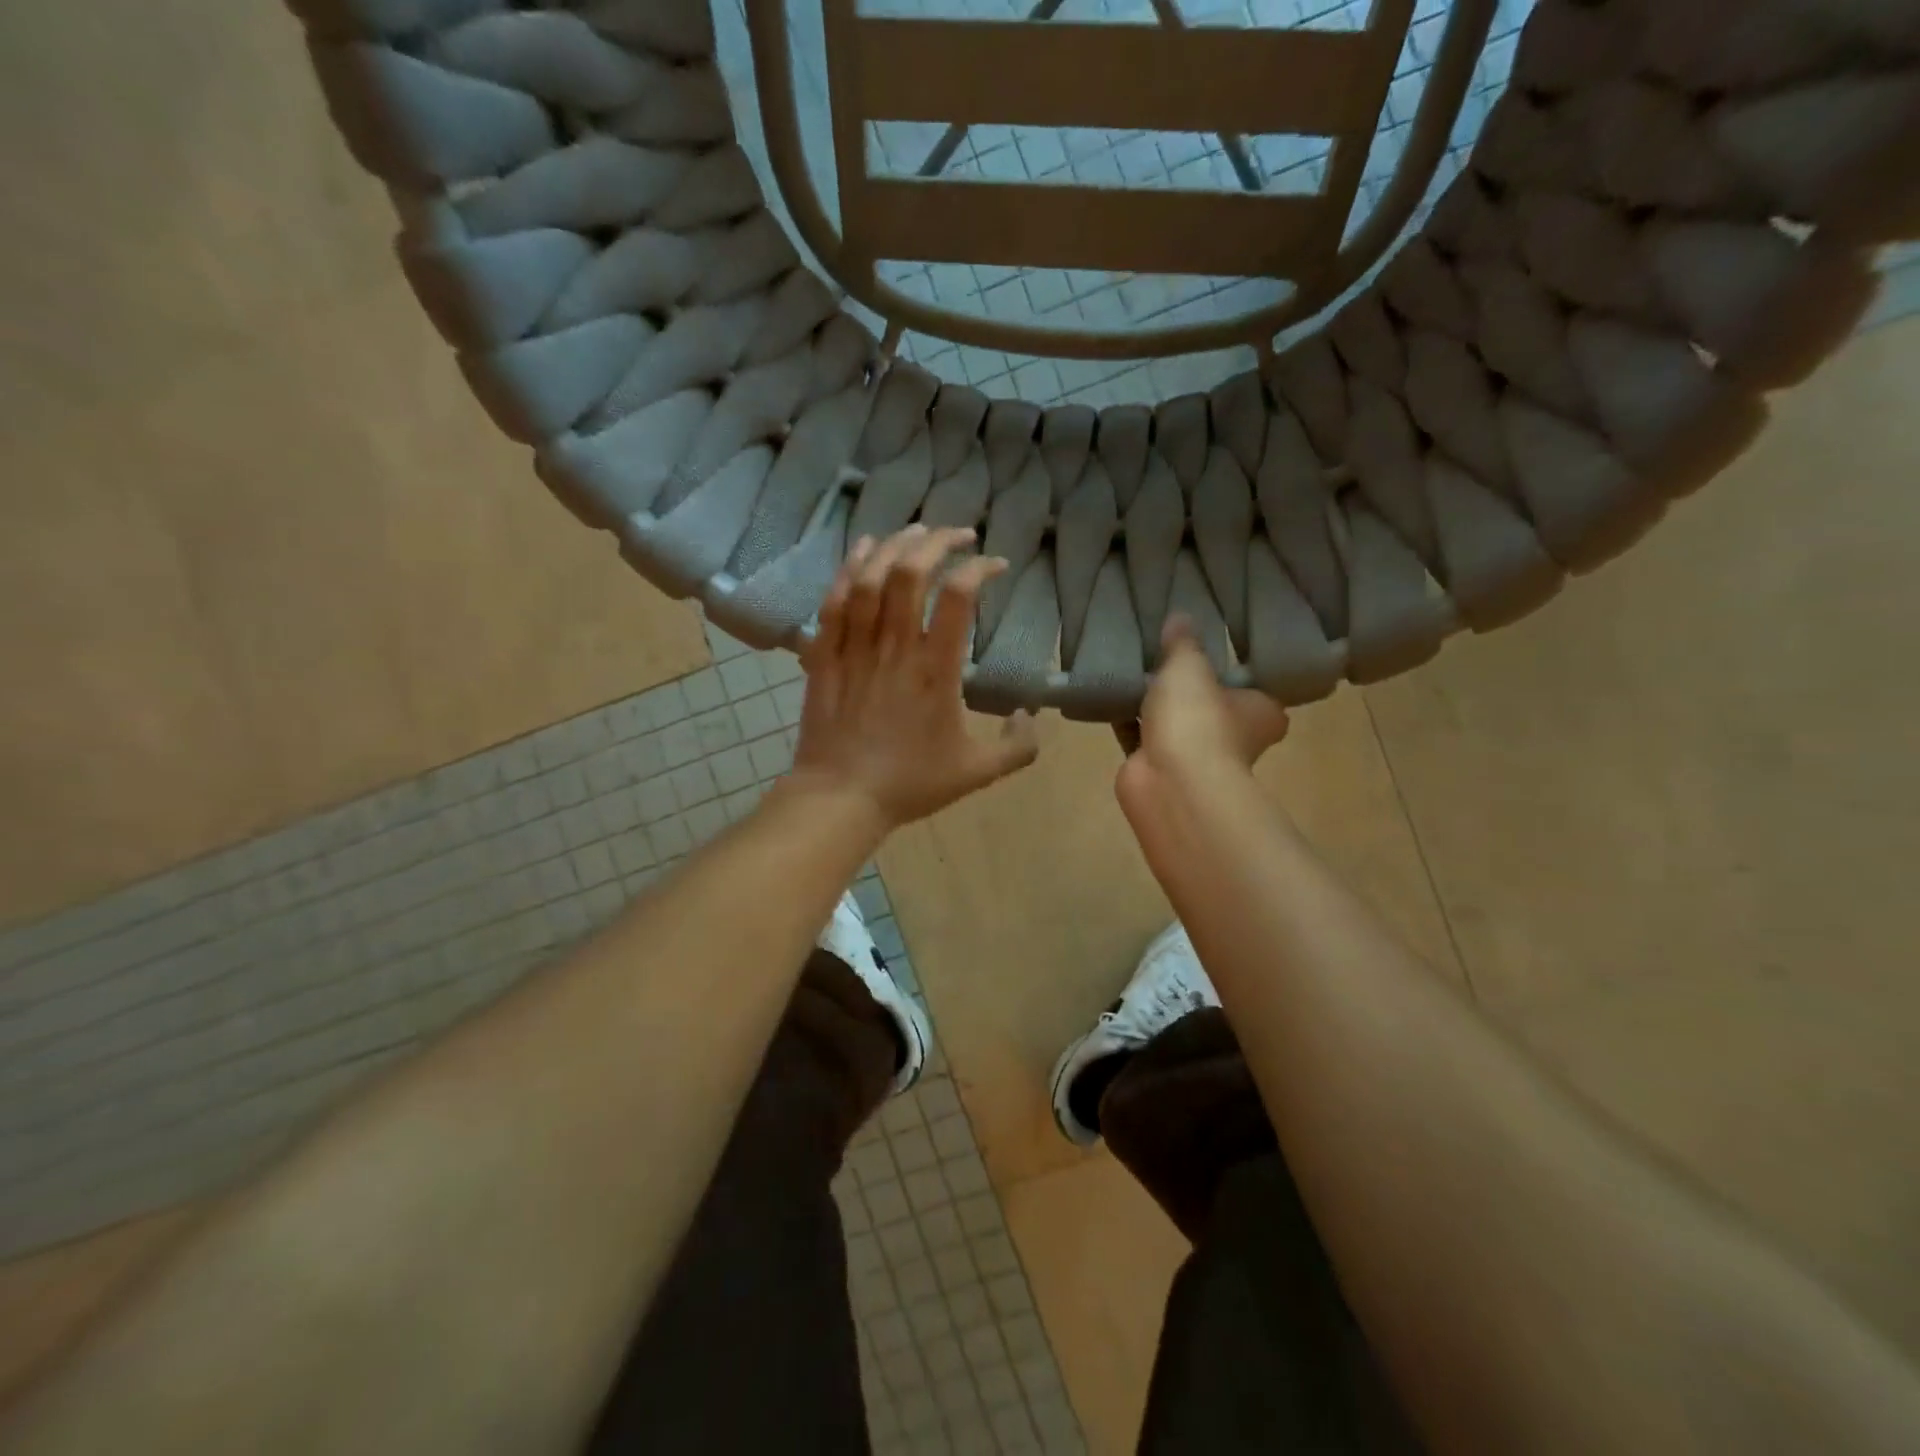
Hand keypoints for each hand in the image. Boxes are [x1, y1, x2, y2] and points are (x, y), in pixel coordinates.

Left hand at [792, 526, 1039, 831]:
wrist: (840, 798)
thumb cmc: (909, 784)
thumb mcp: (976, 773)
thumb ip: (1017, 748)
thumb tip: (1029, 716)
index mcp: (935, 670)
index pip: (958, 597)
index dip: (979, 569)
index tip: (995, 565)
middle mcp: (894, 647)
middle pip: (911, 572)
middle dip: (938, 541)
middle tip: (959, 534)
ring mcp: (855, 647)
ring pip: (870, 577)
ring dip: (895, 545)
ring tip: (917, 532)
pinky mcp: (825, 654)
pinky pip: (834, 600)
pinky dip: (850, 568)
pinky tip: (864, 550)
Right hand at [1116, 617, 1289, 821]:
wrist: (1170, 782)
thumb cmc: (1197, 719)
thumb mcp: (1190, 666)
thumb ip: (1183, 643)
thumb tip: (1180, 617)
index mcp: (1262, 712)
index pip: (1253, 685)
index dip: (1232, 669)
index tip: (1209, 649)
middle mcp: (1236, 737)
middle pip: (1210, 705)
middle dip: (1187, 688)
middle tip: (1162, 654)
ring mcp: (1196, 757)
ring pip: (1174, 723)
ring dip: (1154, 705)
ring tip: (1130, 668)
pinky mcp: (1159, 768)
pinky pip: (1141, 736)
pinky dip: (1128, 722)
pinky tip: (1108, 696)